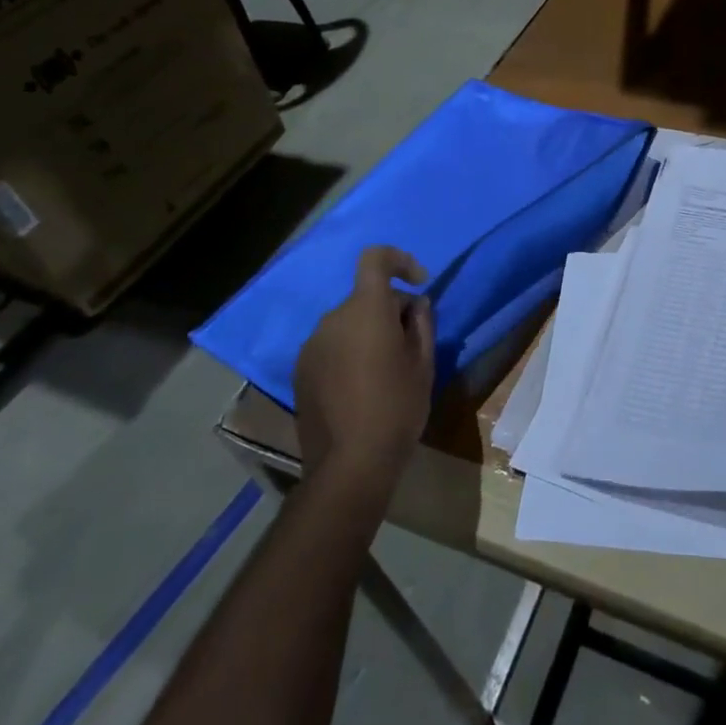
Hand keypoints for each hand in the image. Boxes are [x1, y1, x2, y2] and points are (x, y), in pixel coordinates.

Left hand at [296, 247, 435, 490]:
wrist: (349, 465)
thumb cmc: (397, 408)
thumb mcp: (424, 364)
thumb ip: (421, 324)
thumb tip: (415, 305)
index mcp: (365, 310)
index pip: (375, 259)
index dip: (400, 260)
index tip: (419, 282)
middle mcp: (333, 319)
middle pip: (365, 296)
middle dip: (390, 309)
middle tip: (412, 341)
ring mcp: (312, 346)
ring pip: (348, 322)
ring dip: (368, 332)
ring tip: (387, 369)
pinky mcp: (301, 371)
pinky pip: (332, 345)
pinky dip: (349, 352)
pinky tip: (362, 386)